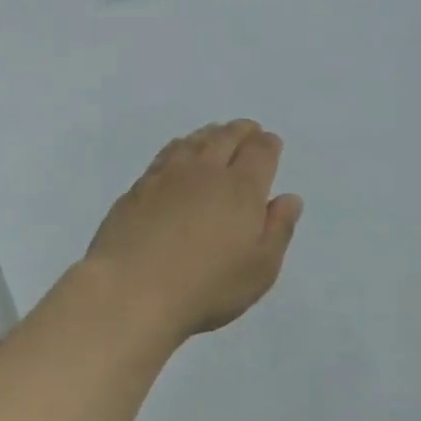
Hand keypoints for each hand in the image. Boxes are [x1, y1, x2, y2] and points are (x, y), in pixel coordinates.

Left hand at [85, 119, 303, 343]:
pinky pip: (166, 154)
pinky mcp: (139, 187)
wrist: (131, 290)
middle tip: (248, 130)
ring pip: (194, 141)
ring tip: (216, 134)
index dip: (268, 144)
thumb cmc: (206, 286)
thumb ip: (279, 229)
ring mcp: (168, 176)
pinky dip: (180, 146)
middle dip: (241, 131)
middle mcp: (206, 171)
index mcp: (241, 188)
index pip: (260, 152)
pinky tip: (179, 153)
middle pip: (226, 137)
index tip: (271, 143)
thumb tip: (289, 198)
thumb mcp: (260, 269)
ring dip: (210, 134)